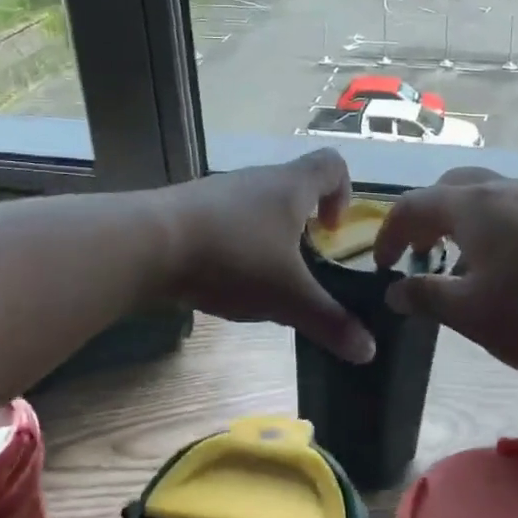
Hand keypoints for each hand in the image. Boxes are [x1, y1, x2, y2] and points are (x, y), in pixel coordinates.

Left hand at [152, 150, 375, 363]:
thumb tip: (369, 352)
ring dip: (267, 235)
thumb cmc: (233, 257)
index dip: (343, 193)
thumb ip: (329, 322)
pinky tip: (223, 276)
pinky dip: (234, 243)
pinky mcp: (190, 208)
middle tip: (301, 263)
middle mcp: (258, 179)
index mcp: (291, 186)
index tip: (331, 232)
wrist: (149, 243)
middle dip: (302, 224)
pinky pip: (225, 219)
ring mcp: (220, 190)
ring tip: (262, 276)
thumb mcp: (288, 297)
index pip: (332, 165)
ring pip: (256, 205)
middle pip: (293, 186)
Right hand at [373, 168, 517, 381]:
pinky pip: (517, 212)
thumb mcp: (471, 314)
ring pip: (487, 198)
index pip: (412, 206)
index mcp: (472, 205)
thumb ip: (426, 296)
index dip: (389, 234)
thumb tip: (395, 290)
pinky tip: (509, 273)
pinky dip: (495, 231)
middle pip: (451, 188)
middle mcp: (505, 189)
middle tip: (420, 256)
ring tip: (463, 269)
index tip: (382, 267)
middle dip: (427, 219)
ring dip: (462, 225)